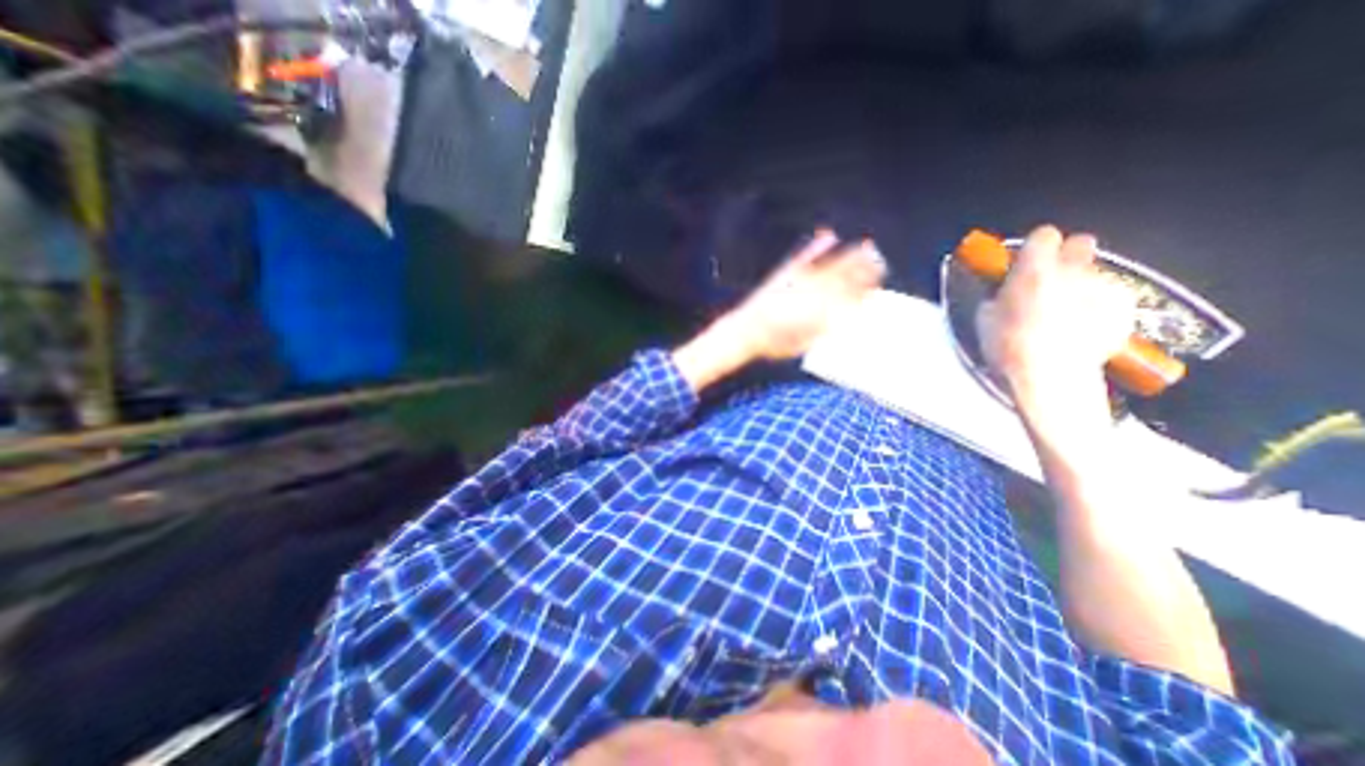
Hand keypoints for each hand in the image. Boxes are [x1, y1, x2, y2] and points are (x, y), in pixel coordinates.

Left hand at [669, 231, 885, 391]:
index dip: (866, 288)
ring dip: (851, 255)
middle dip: (865, 268)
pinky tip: (828, 235)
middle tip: (880, 261)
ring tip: (866, 247)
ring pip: (832, 264)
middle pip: (846, 276)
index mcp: (822, 310)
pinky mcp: (786, 273)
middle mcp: (815, 291)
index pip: (851, 295)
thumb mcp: (805, 342)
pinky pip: (805, 256)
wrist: (746, 330)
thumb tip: (848, 316)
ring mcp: (800, 279)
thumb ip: (827, 328)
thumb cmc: (775, 342)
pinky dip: (817, 245)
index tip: (879, 282)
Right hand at [977, 226, 1137, 428]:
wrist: (1051, 376)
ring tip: (1064, 314)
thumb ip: (999, 296)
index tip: (1025, 261)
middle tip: (1048, 280)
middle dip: (1065, 257)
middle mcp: (1073, 270)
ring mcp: (1103, 288)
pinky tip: (1083, 328)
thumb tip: (1004, 292)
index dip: (1034, 247)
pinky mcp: (1125, 308)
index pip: (1044, 234)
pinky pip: (1111, 297)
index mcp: (1035, 269)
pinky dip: (1099, 307)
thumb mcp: (985, 319)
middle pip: (1080, 243)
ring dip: (1080, 286)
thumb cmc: (1009, 347)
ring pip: (1094, 274)